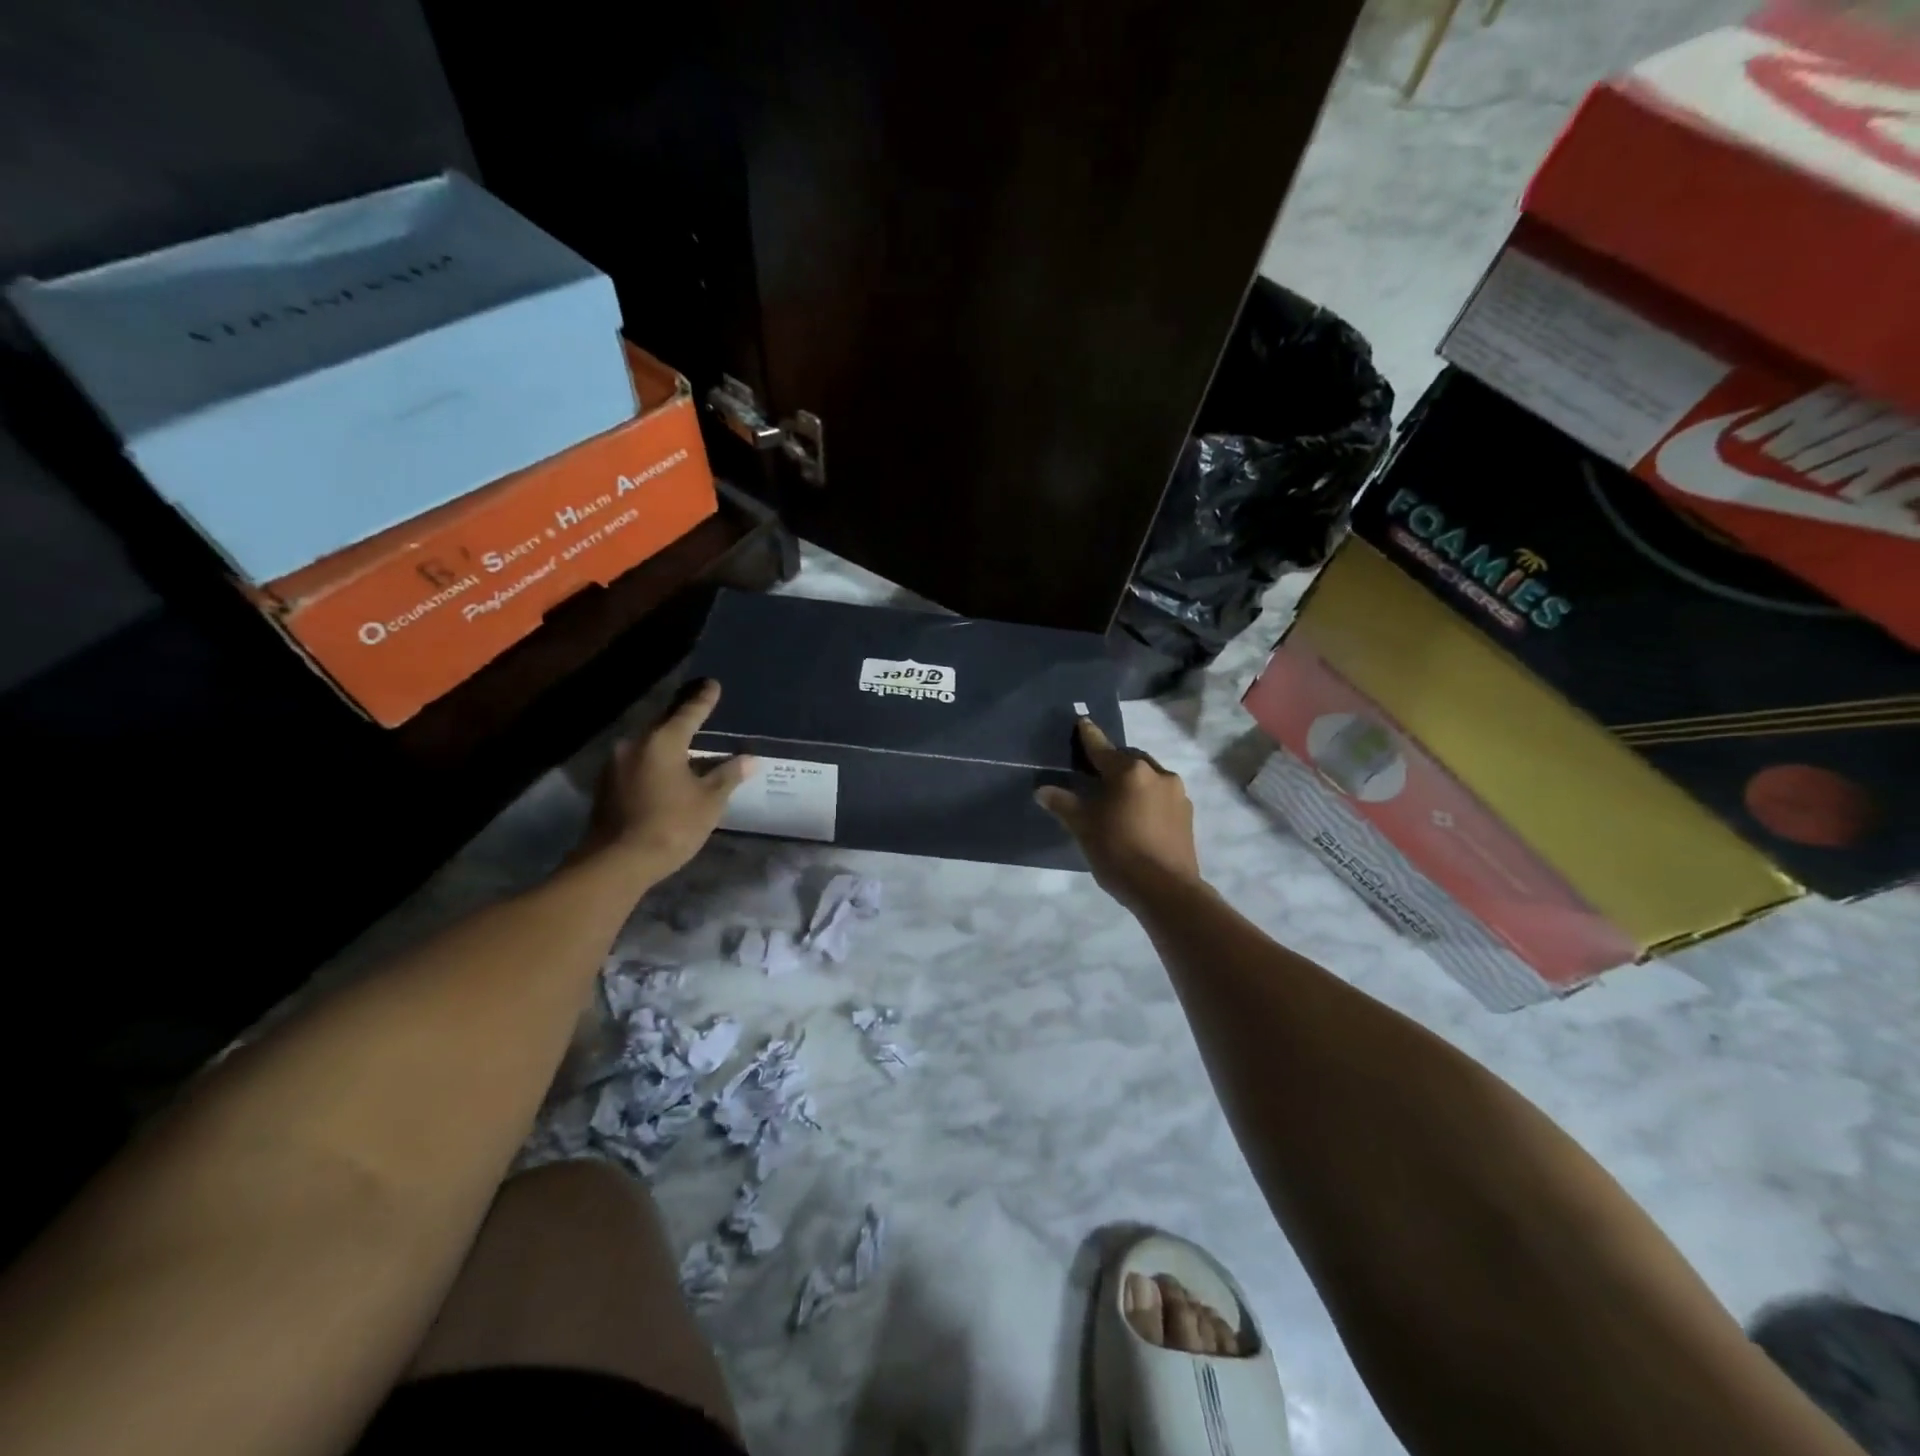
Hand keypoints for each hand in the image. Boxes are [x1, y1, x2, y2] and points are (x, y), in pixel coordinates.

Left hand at [583, 679, 755, 879]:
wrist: (616, 863)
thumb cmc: (671, 826)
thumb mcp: (709, 801)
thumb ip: (728, 775)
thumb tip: (749, 759)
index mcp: (662, 741)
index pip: (689, 712)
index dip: (704, 699)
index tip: (713, 684)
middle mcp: (635, 744)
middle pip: (664, 724)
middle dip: (683, 719)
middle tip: (702, 712)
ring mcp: (616, 764)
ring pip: (649, 745)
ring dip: (669, 744)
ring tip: (689, 748)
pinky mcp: (606, 785)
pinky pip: (638, 763)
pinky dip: (655, 762)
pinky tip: (668, 773)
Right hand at [1036, 719, 1200, 907]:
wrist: (1166, 890)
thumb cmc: (1118, 852)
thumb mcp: (1084, 827)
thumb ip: (1064, 804)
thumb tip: (1042, 790)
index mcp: (1129, 772)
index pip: (1102, 748)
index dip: (1089, 736)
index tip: (1083, 722)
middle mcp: (1157, 774)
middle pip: (1129, 760)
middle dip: (1113, 762)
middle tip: (1095, 772)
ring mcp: (1177, 794)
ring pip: (1148, 777)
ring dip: (1132, 781)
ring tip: (1116, 797)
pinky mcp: (1187, 815)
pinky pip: (1161, 797)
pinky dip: (1146, 799)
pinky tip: (1136, 816)